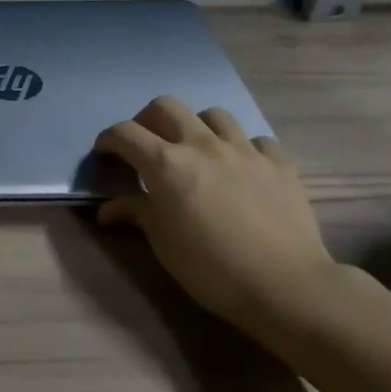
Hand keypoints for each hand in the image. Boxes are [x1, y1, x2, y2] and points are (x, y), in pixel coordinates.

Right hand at [95, 96, 335, 327]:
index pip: (125, 133)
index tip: (105, 154)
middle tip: (147, 146)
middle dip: (148, 120)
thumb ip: (137, 213)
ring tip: (196, 152)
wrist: (285, 285)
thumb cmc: (211, 268)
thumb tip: (108, 209)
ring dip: (196, 127)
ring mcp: (244, 150)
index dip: (108, 139)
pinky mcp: (278, 163)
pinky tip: (242, 168)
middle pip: (166, 106)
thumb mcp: (163, 244)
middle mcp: (202, 145)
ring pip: (213, 114)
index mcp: (167, 164)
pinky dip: (243, 148)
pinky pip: (256, 140)